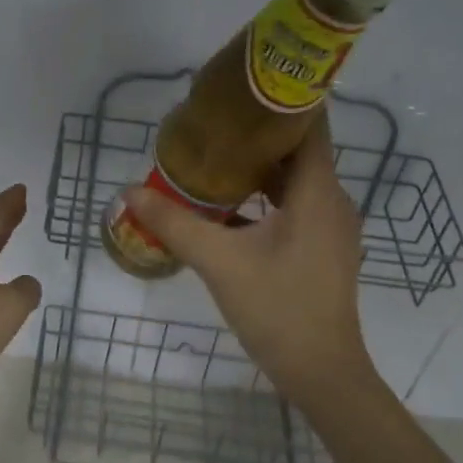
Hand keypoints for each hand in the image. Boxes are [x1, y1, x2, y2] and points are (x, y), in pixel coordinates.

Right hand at [123, 113, 375, 409]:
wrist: (321, 372)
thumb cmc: (277, 309)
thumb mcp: (219, 262)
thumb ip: (174, 222)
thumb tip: (130, 191)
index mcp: (317, 192)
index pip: (308, 126)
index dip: (280, 103)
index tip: (240, 91)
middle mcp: (333, 201)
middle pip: (298, 152)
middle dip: (258, 136)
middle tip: (213, 125)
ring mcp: (332, 228)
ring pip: (296, 182)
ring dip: (261, 169)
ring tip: (215, 158)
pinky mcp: (324, 249)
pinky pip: (296, 206)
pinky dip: (267, 198)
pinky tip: (231, 207)